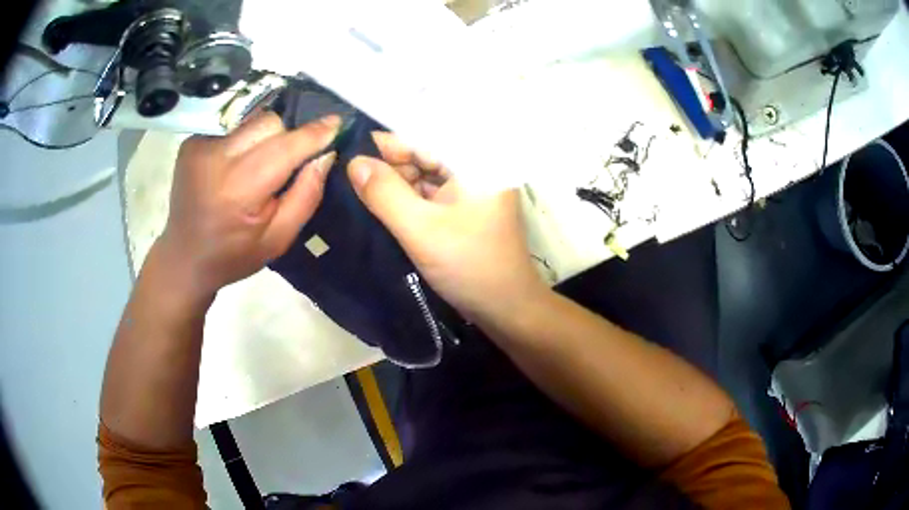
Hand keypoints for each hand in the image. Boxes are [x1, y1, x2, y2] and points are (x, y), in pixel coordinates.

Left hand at [156, 112, 339, 299]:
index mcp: (239, 189)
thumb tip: (325, 154)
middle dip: (286, 139)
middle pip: (270, 123)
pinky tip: (233, 170)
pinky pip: (233, 130)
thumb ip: (306, 195)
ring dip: (264, 140)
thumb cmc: (233, 256)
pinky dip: (242, 145)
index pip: (286, 146)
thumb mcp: (278, 239)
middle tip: (284, 166)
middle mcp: (216, 158)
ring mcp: (199, 146)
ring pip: (252, 122)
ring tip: (256, 169)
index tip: (337, 123)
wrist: (183, 258)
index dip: (313, 133)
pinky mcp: (191, 143)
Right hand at [347, 132, 546, 322]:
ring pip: (425, 173)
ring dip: (396, 182)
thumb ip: (384, 193)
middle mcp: (477, 166)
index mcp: (476, 160)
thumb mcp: (420, 229)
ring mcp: (471, 188)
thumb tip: (354, 162)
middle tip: (350, 176)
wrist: (506, 308)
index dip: (386, 142)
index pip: (425, 136)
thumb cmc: (469, 266)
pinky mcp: (465, 207)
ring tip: (360, 190)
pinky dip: (408, 197)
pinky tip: (382, 203)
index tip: (350, 149)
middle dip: (389, 164)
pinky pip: (431, 192)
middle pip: (425, 152)